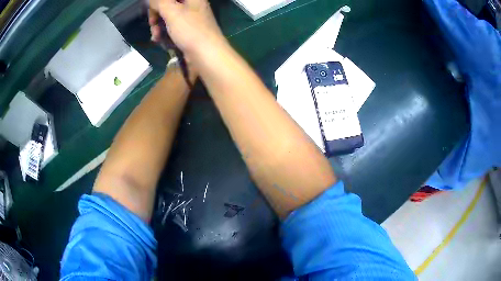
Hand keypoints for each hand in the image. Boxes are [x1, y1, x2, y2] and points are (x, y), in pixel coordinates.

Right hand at [149, 0, 225, 58]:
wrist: (206, 54)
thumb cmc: (190, 29)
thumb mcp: (172, 11)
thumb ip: (159, 1)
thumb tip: (151, 0)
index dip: (158, 3)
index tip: (151, 10)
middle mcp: (192, 5)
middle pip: (168, 5)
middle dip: (157, 15)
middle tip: (152, 25)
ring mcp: (191, 18)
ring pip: (168, 17)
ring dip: (158, 26)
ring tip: (156, 37)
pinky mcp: (188, 31)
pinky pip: (172, 27)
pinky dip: (164, 33)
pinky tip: (160, 41)